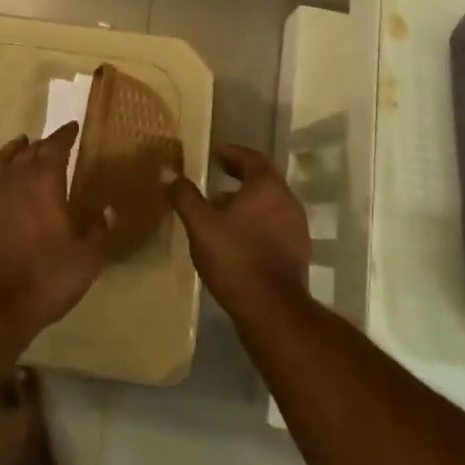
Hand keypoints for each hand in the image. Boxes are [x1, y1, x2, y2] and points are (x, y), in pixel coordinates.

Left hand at [0, 123, 109, 341]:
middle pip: (28, 151)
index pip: (55, 145)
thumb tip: (108, 211)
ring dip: (11, 153)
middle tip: (50, 145)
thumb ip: (98, 232)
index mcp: (44, 180)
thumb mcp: (85, 261)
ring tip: (19, 148)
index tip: (71, 128)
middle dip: (41, 145)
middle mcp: (12, 177)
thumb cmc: (43, 279)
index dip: (65, 135)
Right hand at [162, 144, 309, 312]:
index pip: (251, 157)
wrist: (272, 311)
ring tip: (220, 210)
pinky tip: (236, 238)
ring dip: (246, 202)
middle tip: (215, 178)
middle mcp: (287, 200)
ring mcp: (296, 227)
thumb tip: (167, 170)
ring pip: (269, 204)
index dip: (231, 153)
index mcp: (267, 186)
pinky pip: (275, 225)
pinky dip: (256, 222)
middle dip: (238, 177)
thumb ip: (185, 195)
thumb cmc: (236, 258)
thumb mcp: (201, 225)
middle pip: (262, 180)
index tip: (214, 153)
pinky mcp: (297, 252)